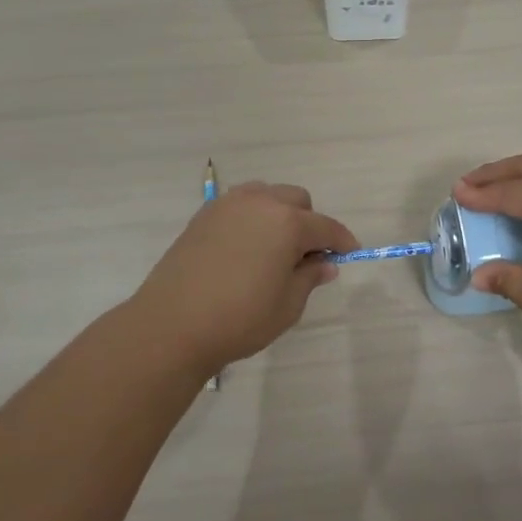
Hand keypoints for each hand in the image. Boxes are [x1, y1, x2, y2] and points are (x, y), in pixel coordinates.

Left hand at [133, 182, 356, 377]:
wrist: (172, 325)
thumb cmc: (239, 319)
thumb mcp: (287, 305)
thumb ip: (310, 277)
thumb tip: (325, 263)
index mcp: (287, 223)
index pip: (326, 226)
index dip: (342, 241)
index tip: (350, 254)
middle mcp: (259, 203)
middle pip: (297, 200)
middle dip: (309, 223)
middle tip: (306, 257)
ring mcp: (227, 206)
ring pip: (266, 195)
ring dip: (279, 214)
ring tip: (274, 249)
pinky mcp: (203, 216)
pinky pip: (239, 206)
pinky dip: (252, 218)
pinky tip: (246, 249)